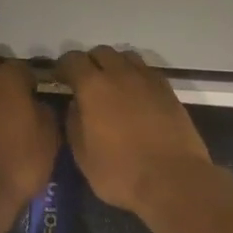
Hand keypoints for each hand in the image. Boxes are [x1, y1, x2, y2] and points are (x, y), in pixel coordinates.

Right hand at [54, 47, 213, 217]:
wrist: (173, 180)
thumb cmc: (120, 173)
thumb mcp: (83, 155)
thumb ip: (74, 123)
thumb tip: (76, 105)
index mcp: (93, 87)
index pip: (72, 60)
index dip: (62, 67)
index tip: (59, 80)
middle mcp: (121, 74)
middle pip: (101, 52)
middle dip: (90, 63)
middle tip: (86, 84)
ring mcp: (148, 80)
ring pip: (127, 57)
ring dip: (115, 66)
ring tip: (112, 87)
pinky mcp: (168, 90)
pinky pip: (147, 71)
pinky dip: (136, 76)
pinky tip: (135, 96)